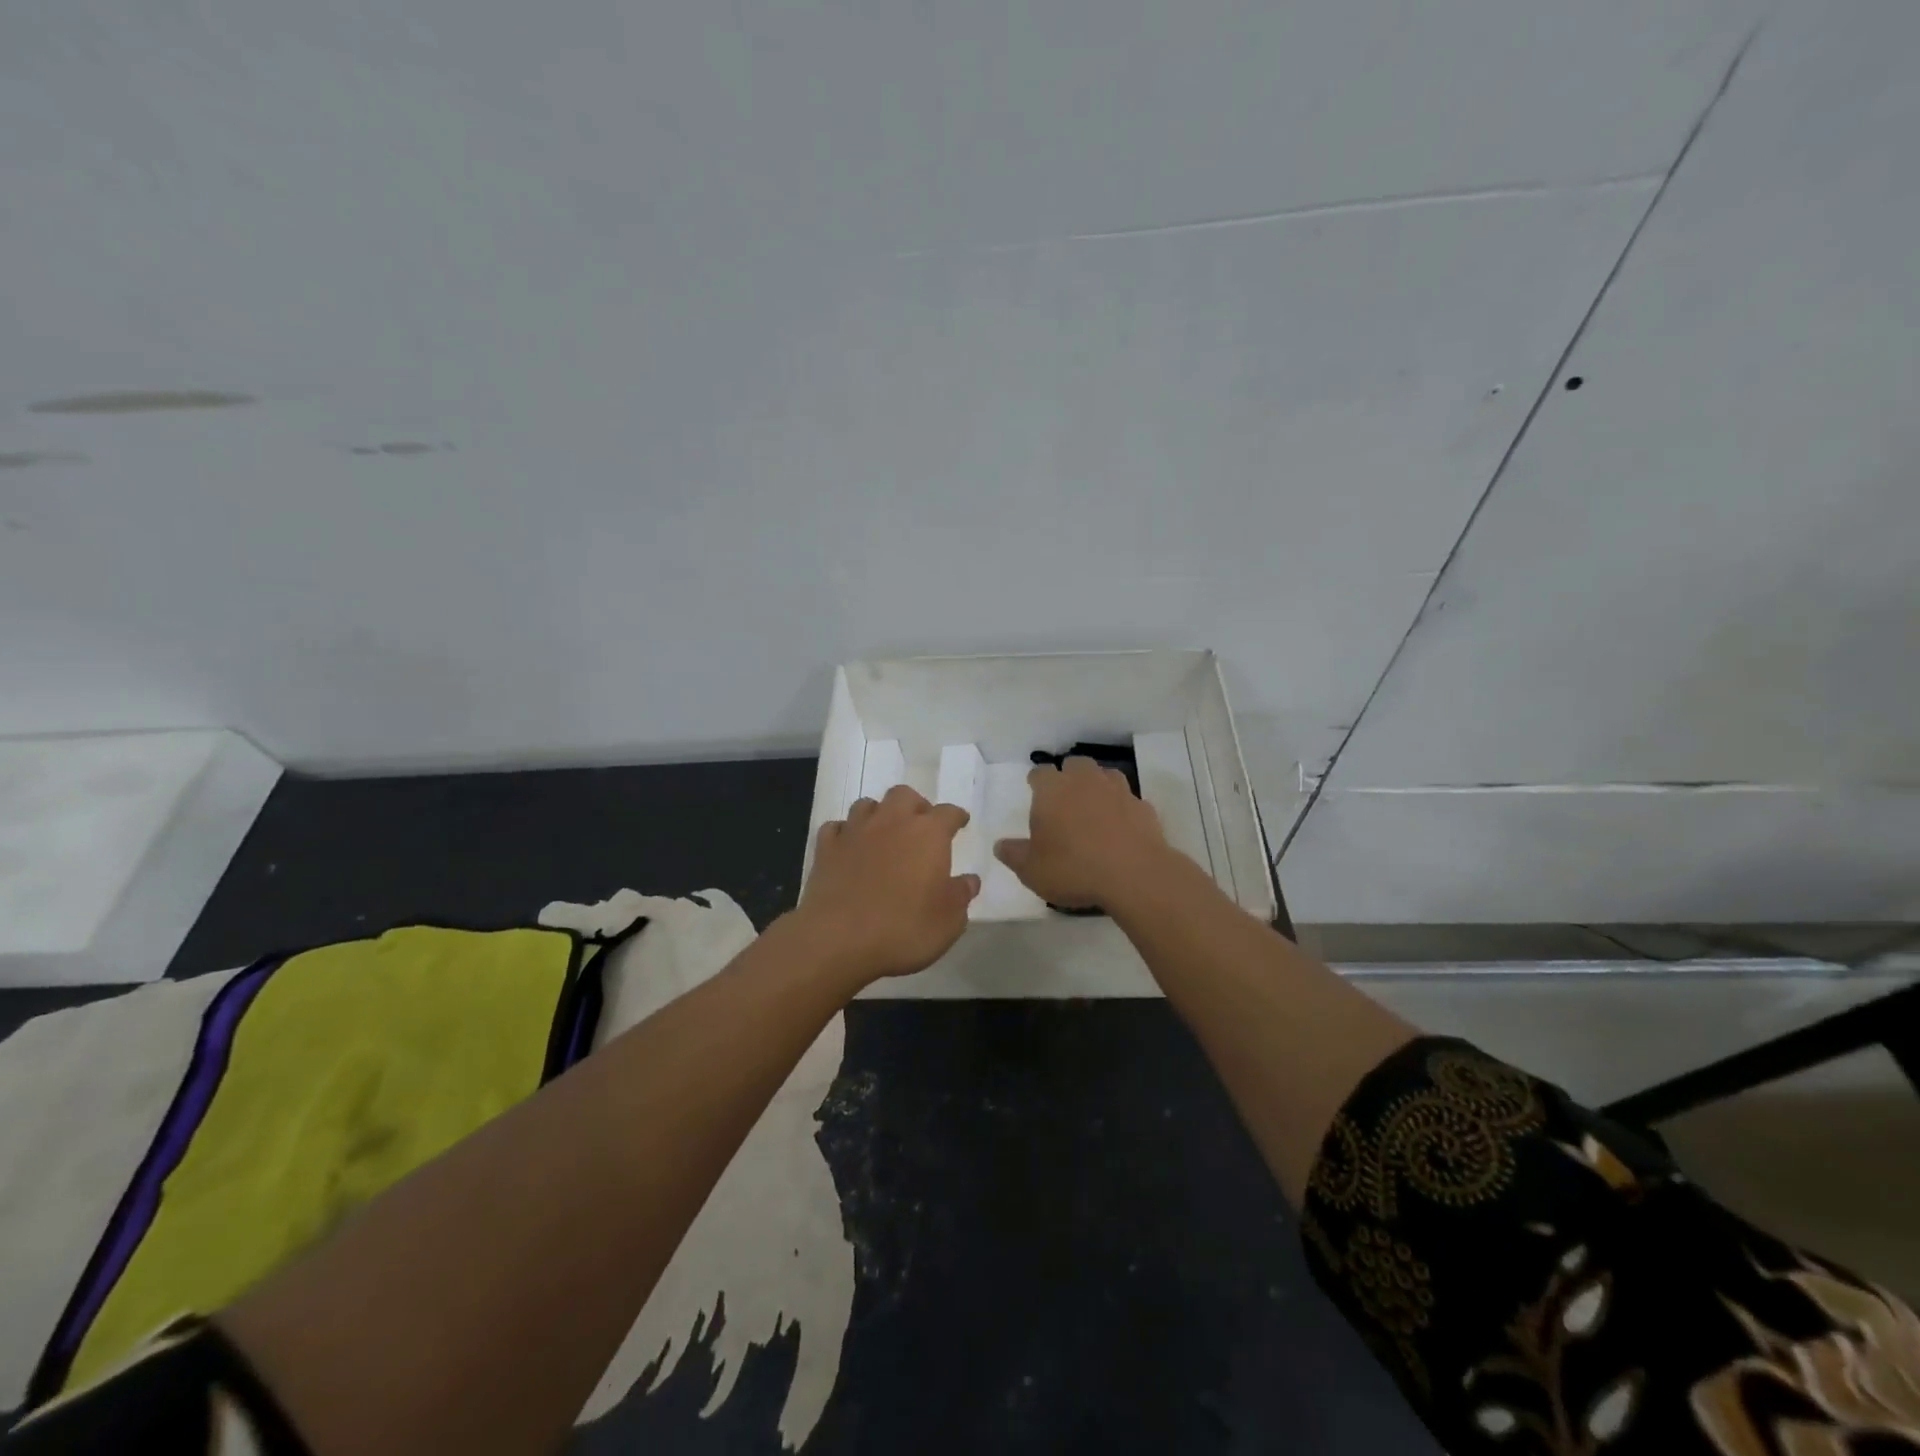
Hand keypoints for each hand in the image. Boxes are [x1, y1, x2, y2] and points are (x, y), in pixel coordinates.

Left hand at [795, 785, 979, 984]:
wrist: (838, 939)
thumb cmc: (904, 929)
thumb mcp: (949, 921)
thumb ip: (961, 895)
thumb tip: (969, 880)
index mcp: (928, 834)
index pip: (948, 813)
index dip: (956, 817)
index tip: (960, 823)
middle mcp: (892, 822)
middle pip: (904, 795)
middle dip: (915, 805)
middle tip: (920, 826)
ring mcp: (855, 832)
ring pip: (867, 805)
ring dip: (879, 814)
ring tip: (884, 833)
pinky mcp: (826, 849)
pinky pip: (836, 828)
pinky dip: (845, 833)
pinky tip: (849, 847)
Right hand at [994, 756, 1170, 910]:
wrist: (1133, 875)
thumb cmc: (1073, 868)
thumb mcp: (1031, 870)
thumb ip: (1013, 855)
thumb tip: (1000, 845)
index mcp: (1052, 790)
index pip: (1040, 772)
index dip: (1036, 781)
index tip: (1035, 791)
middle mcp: (1085, 781)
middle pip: (1075, 764)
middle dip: (1069, 775)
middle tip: (1064, 798)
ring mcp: (1118, 791)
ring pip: (1105, 774)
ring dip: (1098, 785)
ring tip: (1094, 807)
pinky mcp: (1143, 807)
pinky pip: (1129, 799)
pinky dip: (1122, 807)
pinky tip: (1120, 826)